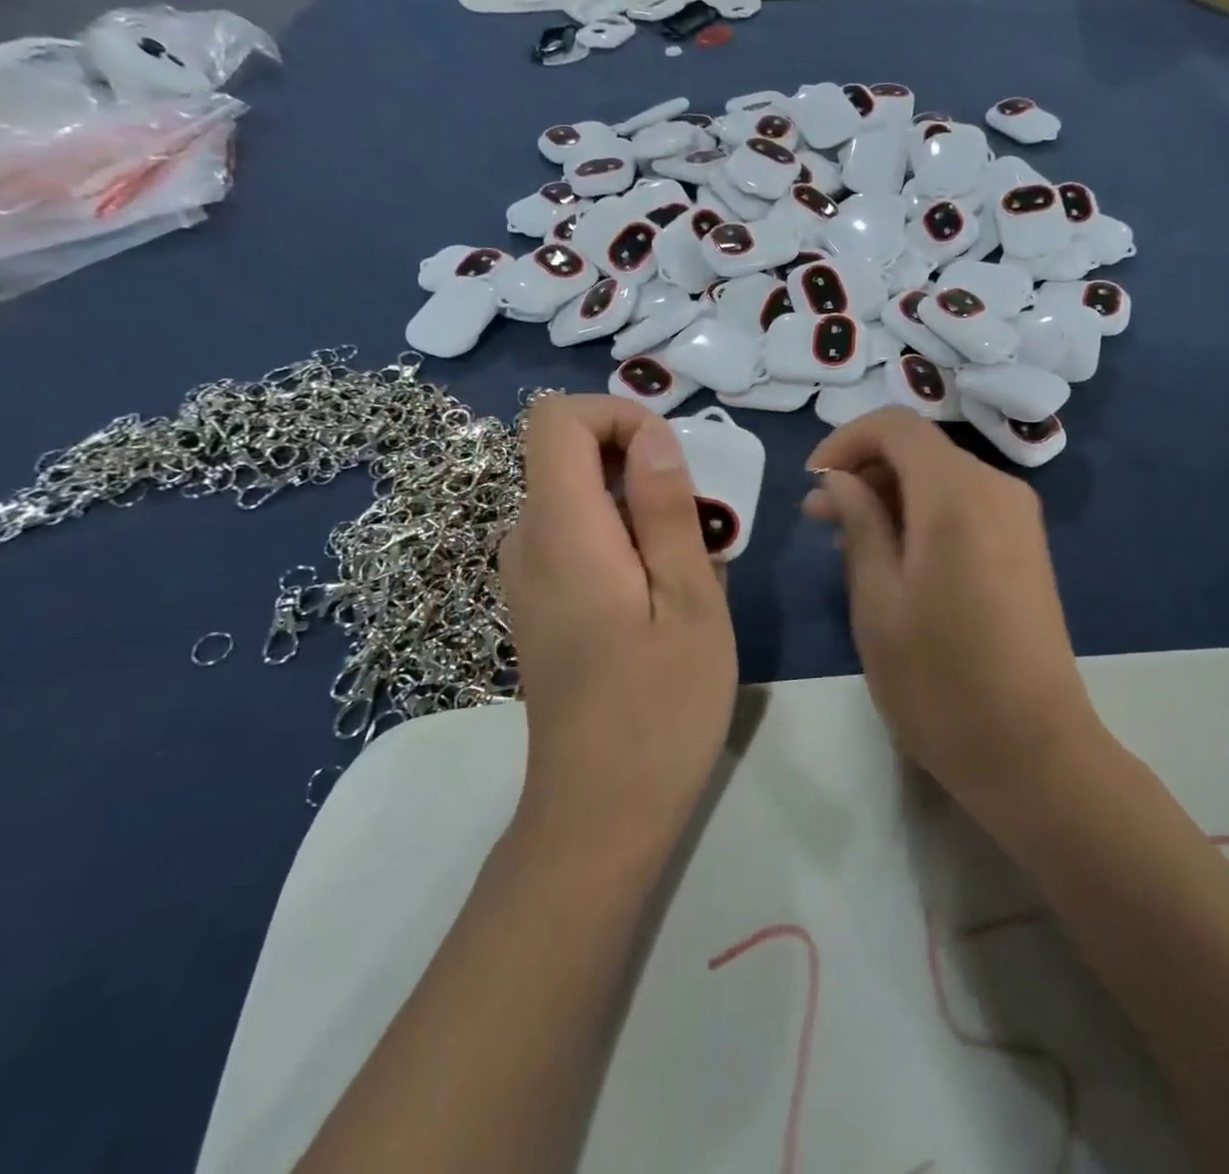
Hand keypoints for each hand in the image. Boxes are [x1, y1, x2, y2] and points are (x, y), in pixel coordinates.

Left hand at [499, 395, 736, 832]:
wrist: (601, 813)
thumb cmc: (661, 708)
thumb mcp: (689, 601)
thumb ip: (667, 509)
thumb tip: (654, 437)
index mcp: (562, 531)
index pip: (557, 418)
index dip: (618, 416)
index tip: (674, 461)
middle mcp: (527, 542)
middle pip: (568, 453)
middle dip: (641, 464)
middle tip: (700, 524)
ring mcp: (527, 576)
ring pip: (579, 495)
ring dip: (640, 505)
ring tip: (691, 565)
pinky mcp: (540, 603)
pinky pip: (579, 535)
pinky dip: (625, 537)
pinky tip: (664, 594)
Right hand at [803, 407, 1103, 813]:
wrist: (1034, 750)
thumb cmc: (940, 681)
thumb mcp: (878, 601)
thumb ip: (859, 524)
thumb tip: (840, 480)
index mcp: (958, 494)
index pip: (896, 426)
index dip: (846, 442)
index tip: (812, 484)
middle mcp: (997, 489)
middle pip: (921, 450)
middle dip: (865, 471)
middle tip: (820, 519)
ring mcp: (1019, 518)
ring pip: (942, 478)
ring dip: (892, 496)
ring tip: (849, 542)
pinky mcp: (1027, 547)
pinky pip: (966, 506)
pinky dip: (924, 515)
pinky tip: (897, 559)